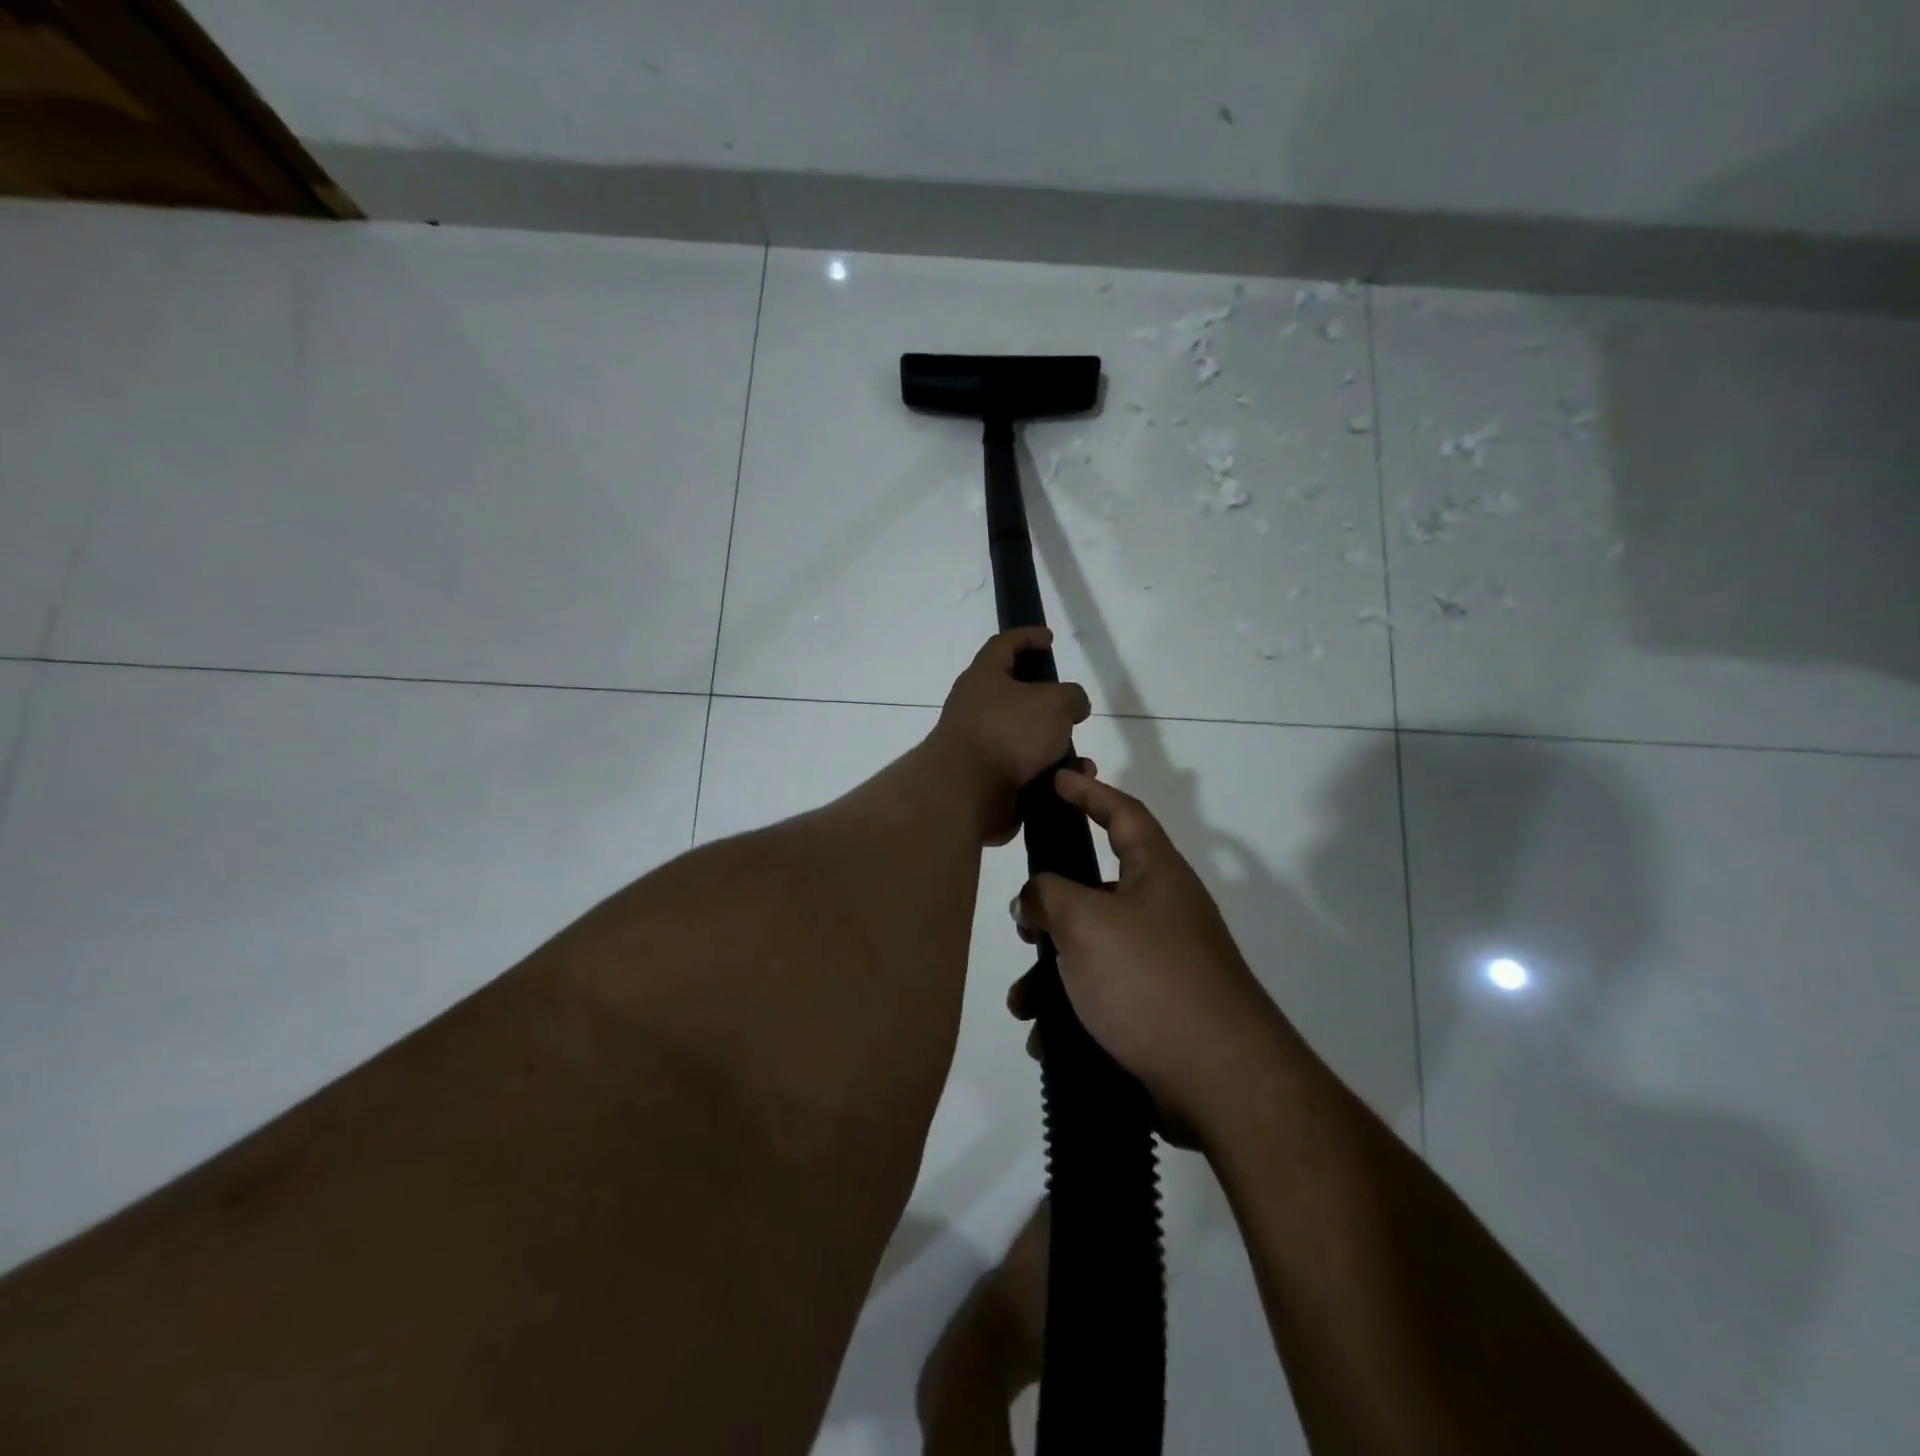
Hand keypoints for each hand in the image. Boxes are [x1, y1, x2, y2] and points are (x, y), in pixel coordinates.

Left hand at [930, 629, 1091, 844]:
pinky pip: (1023, 772)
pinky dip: (1046, 777)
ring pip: (1024, 740)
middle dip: (1047, 704)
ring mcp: (978, 745)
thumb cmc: (1008, 732)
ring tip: (1080, 761)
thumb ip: (1071, 696)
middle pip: (1015, 696)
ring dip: (1053, 748)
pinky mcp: (984, 779)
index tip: (1048, 638)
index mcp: (983, 677)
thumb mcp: (1054, 702)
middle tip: (1071, 711)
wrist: (967, 792)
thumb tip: (1072, 706)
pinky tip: (1066, 784)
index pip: (1003, 644)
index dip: (1027, 636)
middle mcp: (975, 707)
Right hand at [1009, 768, 1281, 1143]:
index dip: (1089, 791)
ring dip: (1052, 976)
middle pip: (1097, 892)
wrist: (1220, 1081)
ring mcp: (1163, 965)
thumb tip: (1033, 899)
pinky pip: (1102, 998)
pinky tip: (1047, 1040)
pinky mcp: (1158, 1012)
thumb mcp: (1086, 923)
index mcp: (1157, 875)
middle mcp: (1163, 912)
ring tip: (1025, 1005)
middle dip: (1052, 912)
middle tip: (1023, 927)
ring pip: (1091, 953)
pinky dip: (1071, 1013)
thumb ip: (1047, 895)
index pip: (1122, 813)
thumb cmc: (1150, 980)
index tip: (1058, 778)